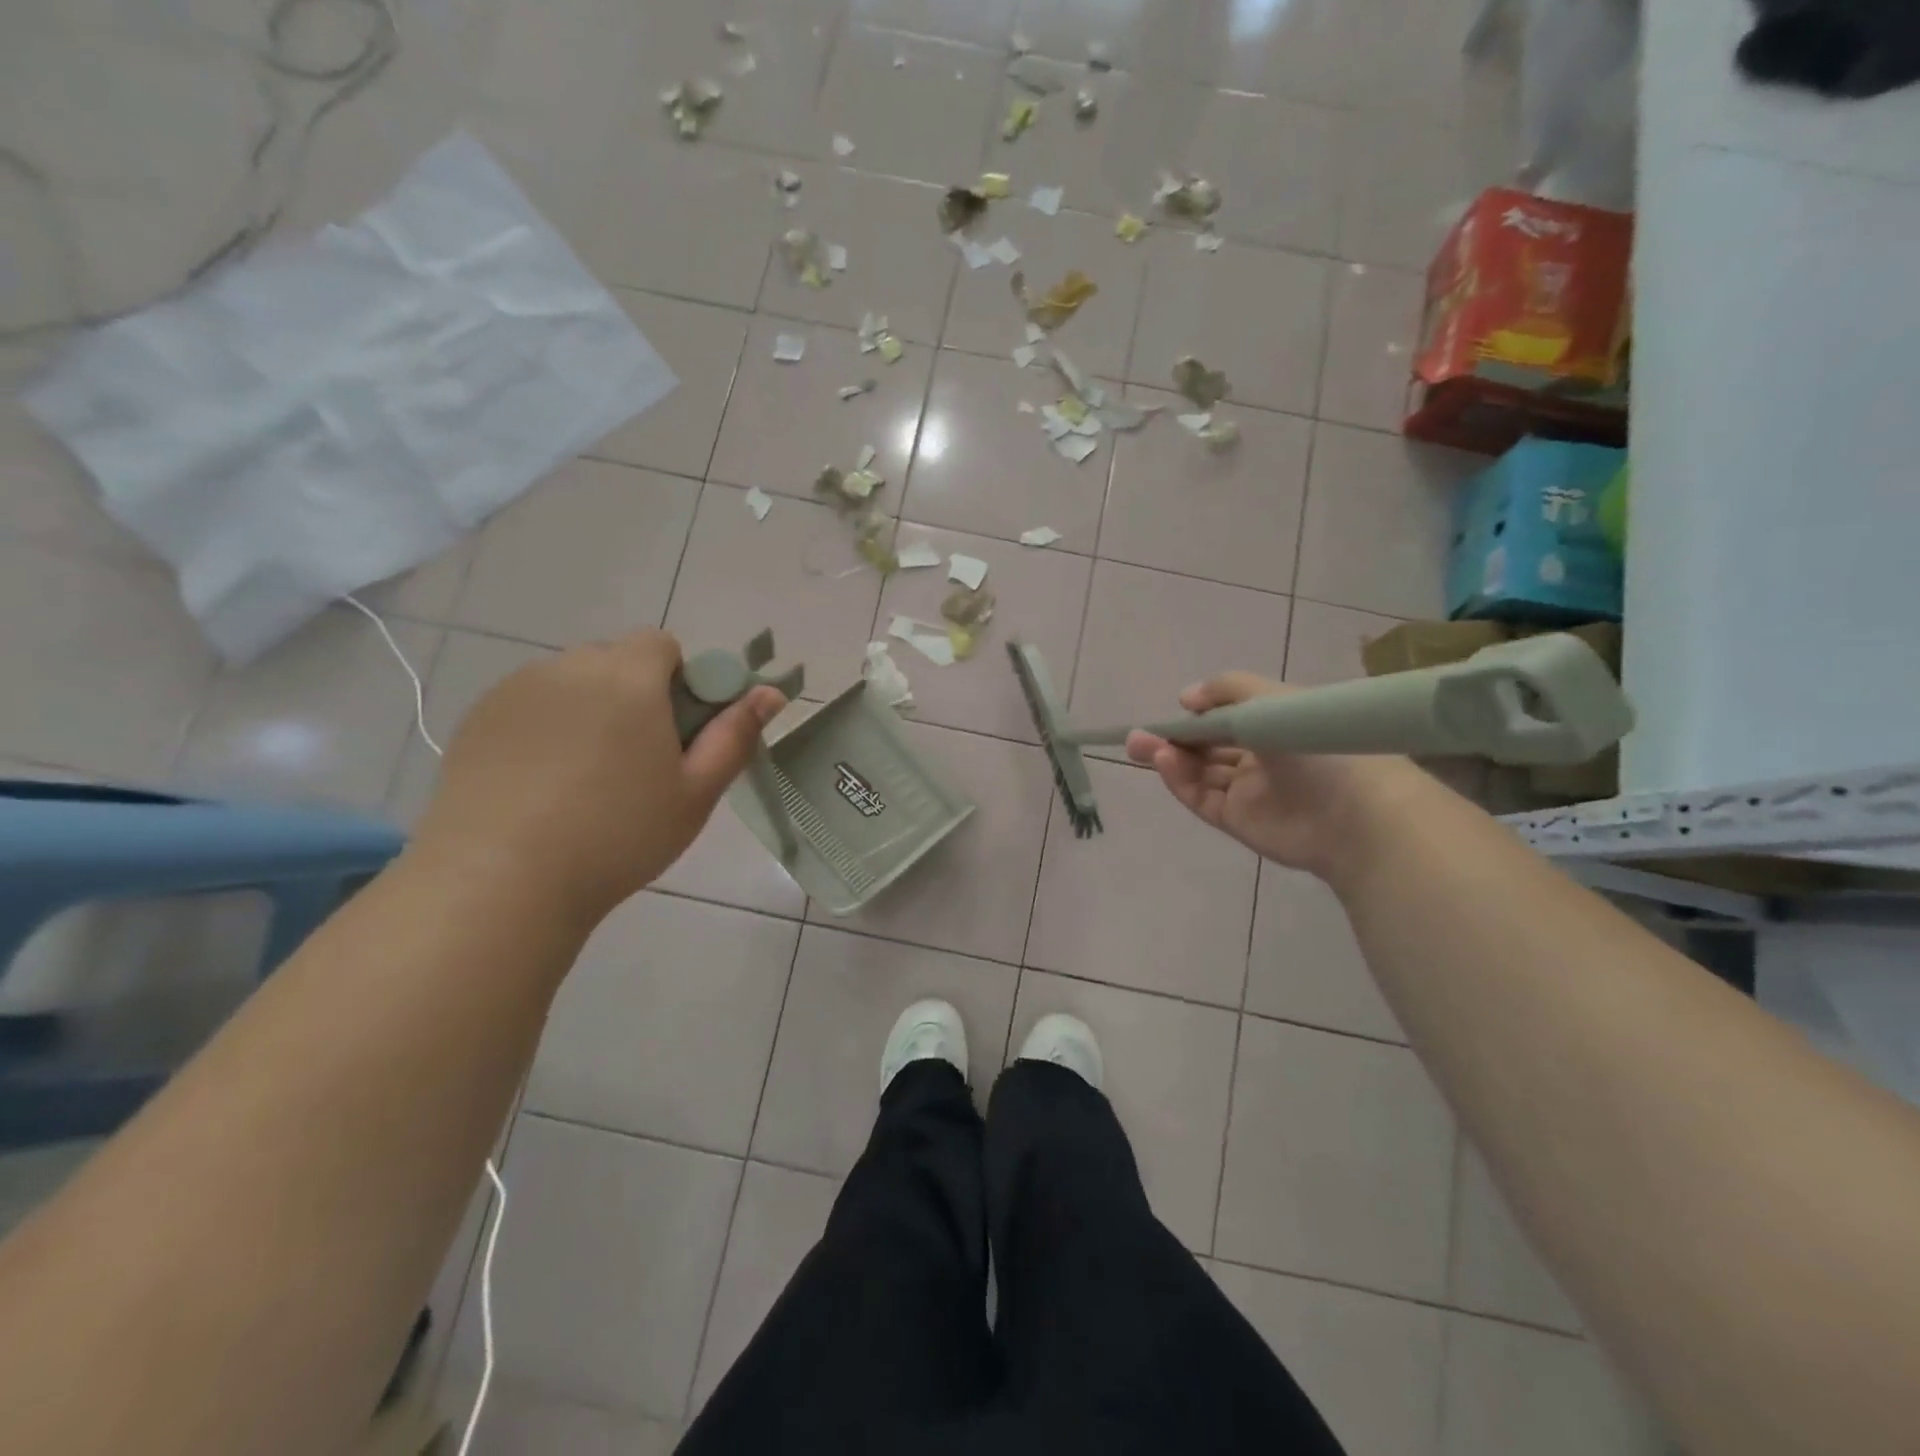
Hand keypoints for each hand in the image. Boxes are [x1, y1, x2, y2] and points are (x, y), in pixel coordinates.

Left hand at [413, 630, 784, 923]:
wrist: (500, 881)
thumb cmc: (619, 835)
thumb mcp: (695, 792)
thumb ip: (735, 735)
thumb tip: (771, 692)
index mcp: (628, 678)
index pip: (662, 644)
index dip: (679, 681)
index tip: (676, 733)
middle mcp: (569, 667)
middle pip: (615, 660)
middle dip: (634, 694)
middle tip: (637, 761)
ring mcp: (516, 691)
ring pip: (571, 682)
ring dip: (589, 709)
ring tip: (584, 778)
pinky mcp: (477, 719)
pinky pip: (530, 705)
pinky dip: (546, 728)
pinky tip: (541, 784)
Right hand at [1125, 672, 1419, 883]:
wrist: (1353, 810)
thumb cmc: (1314, 743)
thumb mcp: (1270, 699)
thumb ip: (1225, 691)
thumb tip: (1185, 698)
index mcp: (1275, 725)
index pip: (1228, 718)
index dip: (1199, 714)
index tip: (1172, 709)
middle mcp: (1261, 757)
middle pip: (1208, 747)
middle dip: (1173, 739)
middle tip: (1137, 735)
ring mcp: (1249, 791)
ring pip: (1200, 773)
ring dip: (1170, 758)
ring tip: (1140, 746)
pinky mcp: (1238, 820)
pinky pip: (1202, 798)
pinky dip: (1180, 781)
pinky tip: (1164, 763)